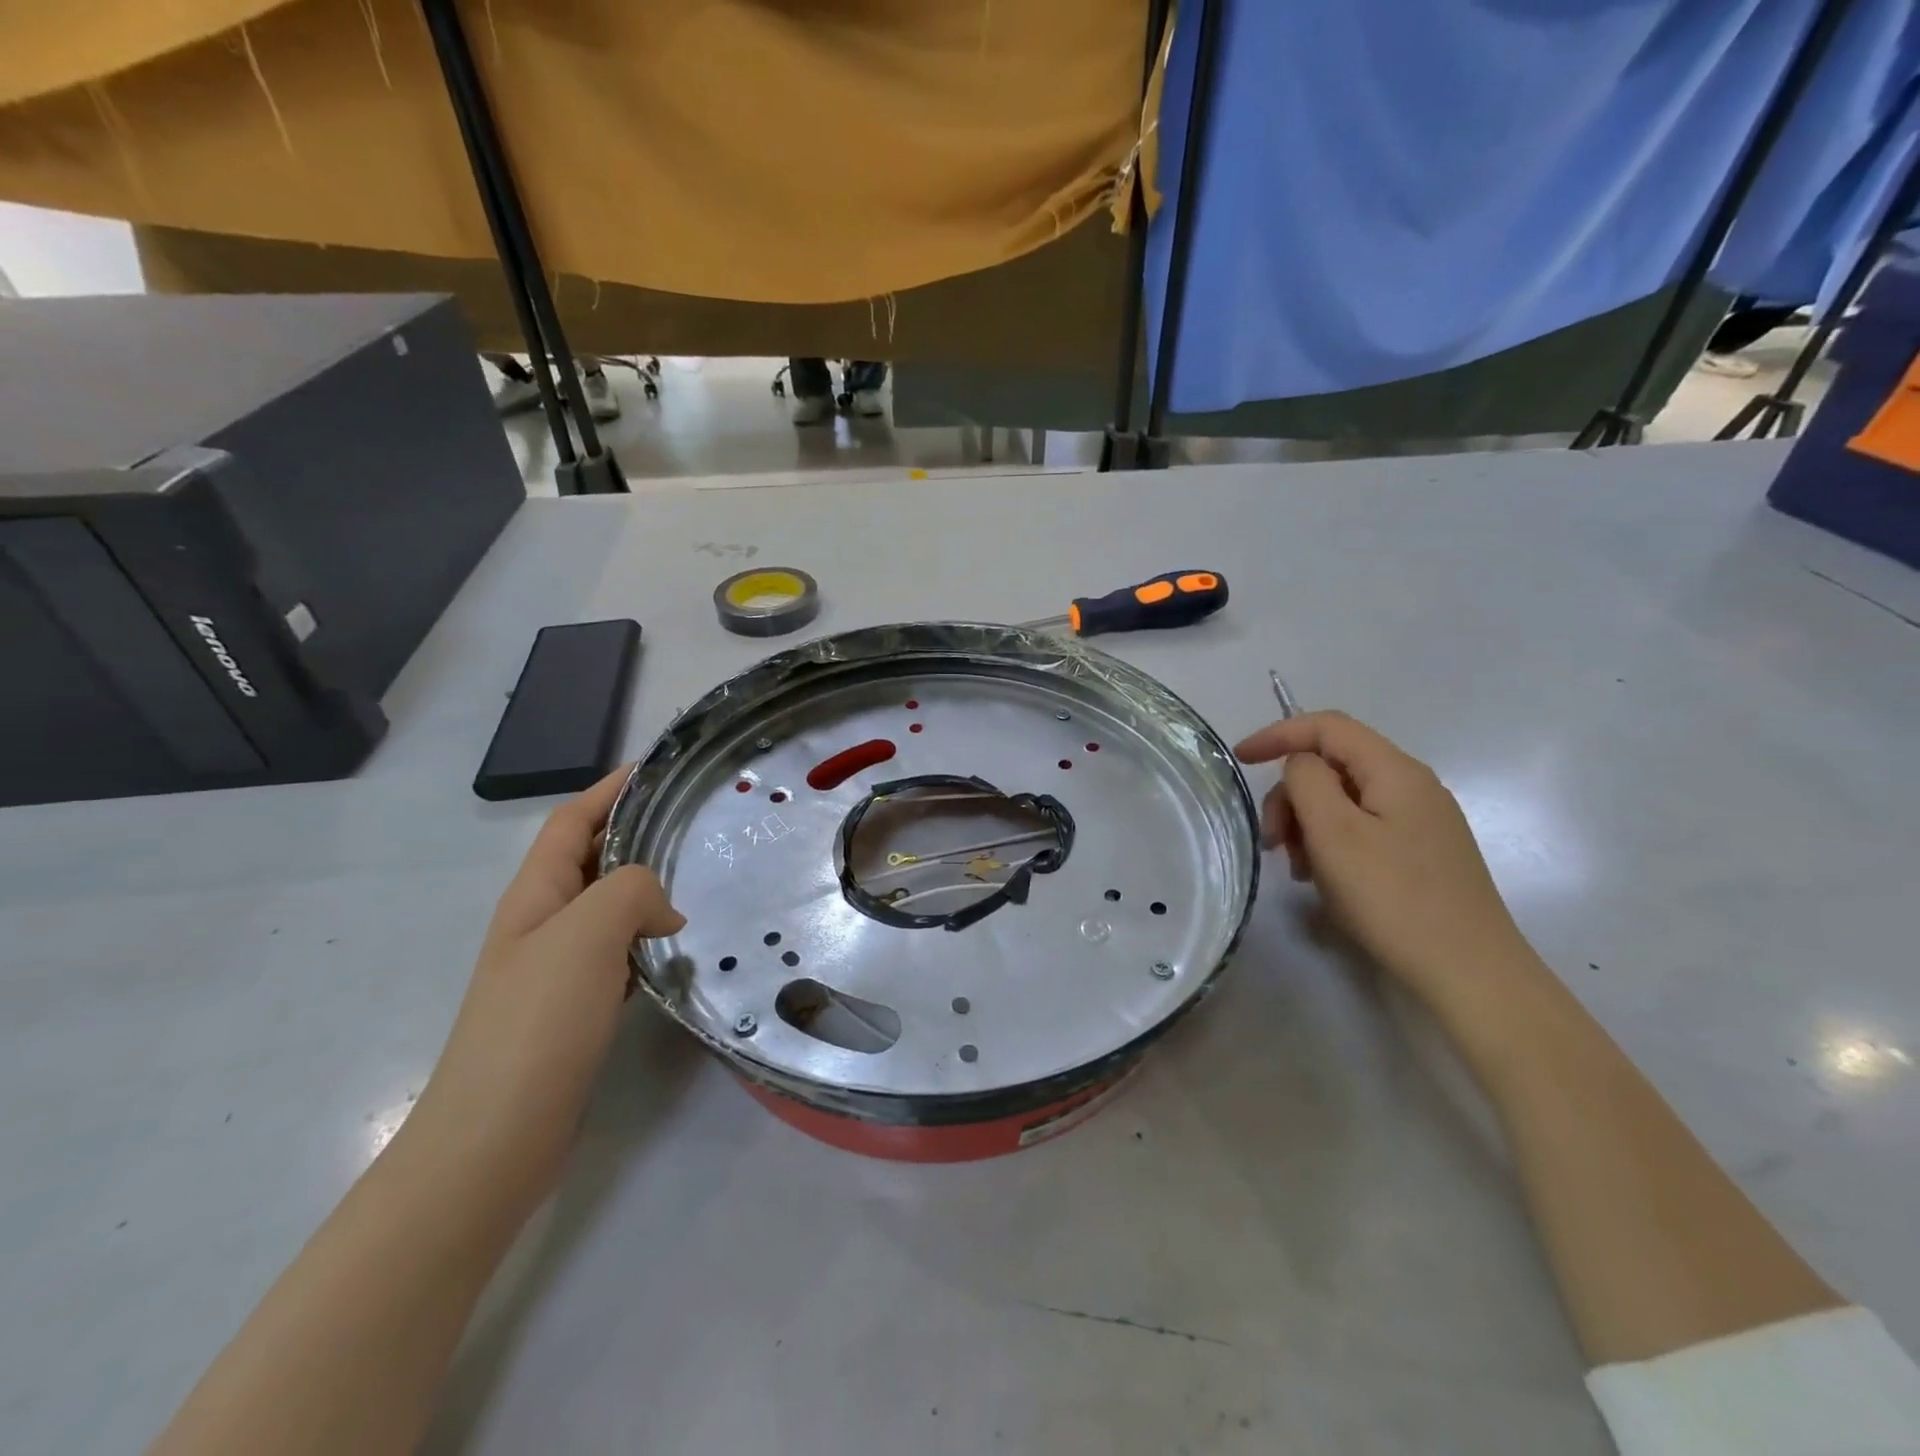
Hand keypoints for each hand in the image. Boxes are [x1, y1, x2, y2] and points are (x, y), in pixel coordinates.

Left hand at [407, 768, 684, 1192]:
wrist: (494, 1139)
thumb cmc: (535, 1024)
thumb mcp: (587, 934)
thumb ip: (632, 892)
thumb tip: (664, 910)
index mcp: (535, 896)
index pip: (571, 822)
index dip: (609, 790)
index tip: (658, 769)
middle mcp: (542, 924)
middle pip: (590, 859)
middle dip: (635, 833)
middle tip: (694, 823)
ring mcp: (556, 969)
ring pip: (607, 907)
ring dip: (646, 887)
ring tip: (698, 879)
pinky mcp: (576, 1007)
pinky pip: (618, 952)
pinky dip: (647, 938)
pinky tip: (677, 949)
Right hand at [1235, 712, 1534, 1013]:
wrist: (1470, 972)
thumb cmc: (1393, 897)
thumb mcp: (1335, 833)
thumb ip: (1307, 781)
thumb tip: (1301, 764)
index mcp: (1394, 770)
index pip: (1327, 726)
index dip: (1278, 734)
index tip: (1239, 760)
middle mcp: (1412, 786)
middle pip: (1333, 766)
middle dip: (1292, 795)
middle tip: (1273, 842)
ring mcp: (1421, 821)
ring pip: (1344, 800)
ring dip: (1308, 825)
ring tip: (1299, 870)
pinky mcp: (1421, 853)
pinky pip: (1361, 829)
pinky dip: (1331, 844)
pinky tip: (1324, 880)